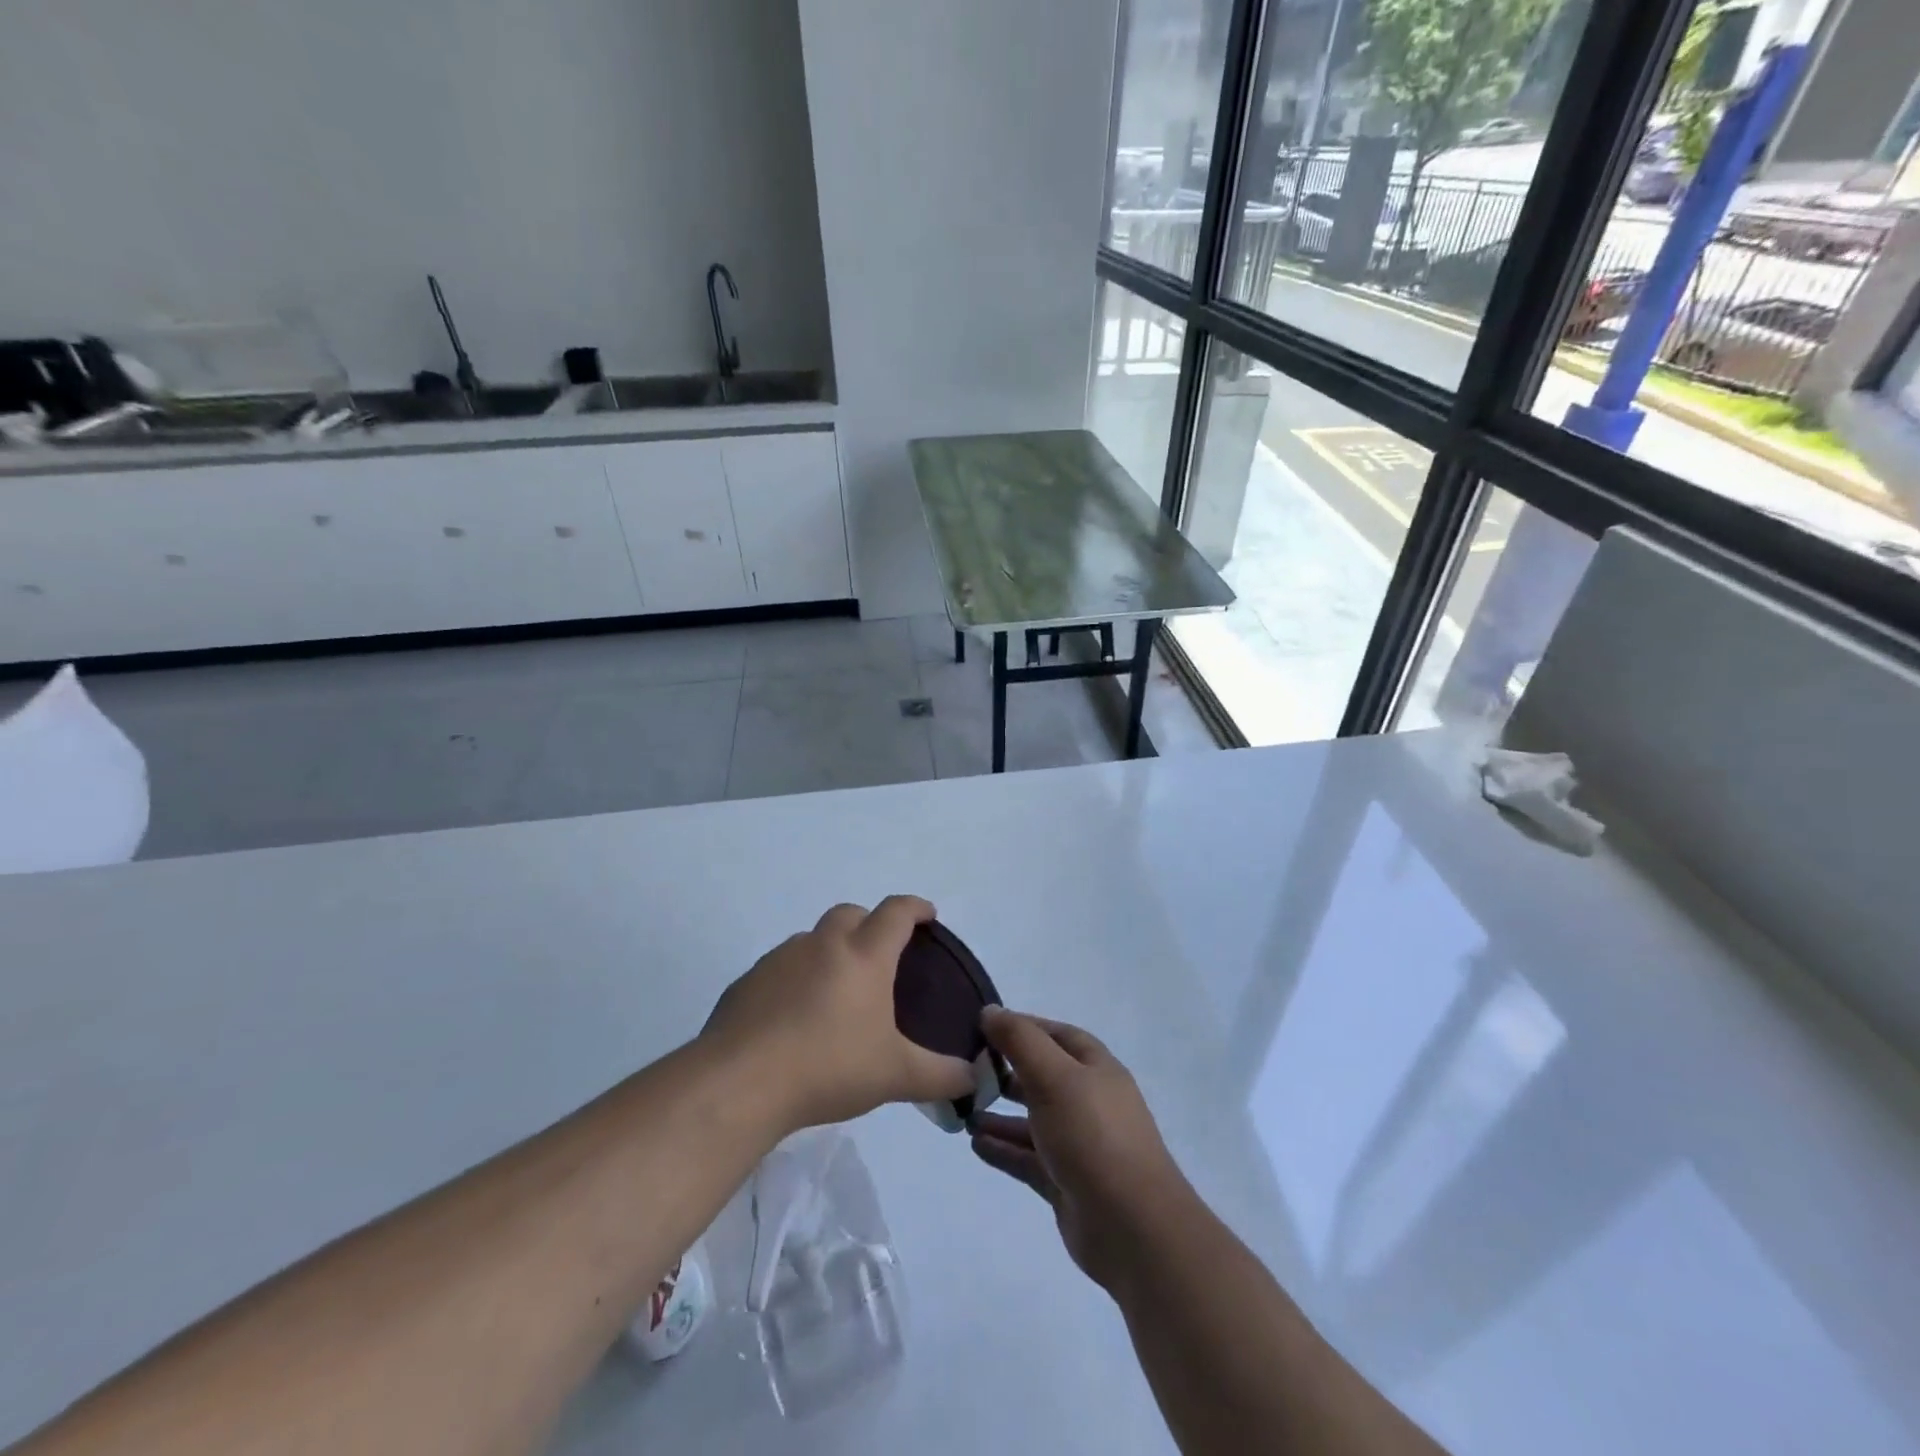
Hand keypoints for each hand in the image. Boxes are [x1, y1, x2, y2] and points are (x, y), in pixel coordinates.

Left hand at [702, 896, 974, 1133]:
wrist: (742, 1082)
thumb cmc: (830, 1067)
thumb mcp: (895, 1076)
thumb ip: (940, 1075)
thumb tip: (972, 1079)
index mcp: (864, 956)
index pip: (896, 913)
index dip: (916, 908)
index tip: (928, 914)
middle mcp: (823, 945)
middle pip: (850, 913)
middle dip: (869, 922)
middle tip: (880, 954)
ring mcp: (781, 959)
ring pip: (812, 938)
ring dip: (829, 950)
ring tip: (836, 991)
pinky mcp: (748, 981)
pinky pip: (780, 967)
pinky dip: (795, 978)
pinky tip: (794, 1016)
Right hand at [969, 1009, 1191, 1293]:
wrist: (1132, 1227)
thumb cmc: (1093, 1136)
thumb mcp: (1054, 1076)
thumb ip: (1020, 1041)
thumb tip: (991, 1011)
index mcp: (1095, 1068)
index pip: (1056, 1035)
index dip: (1023, 1027)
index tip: (982, 1026)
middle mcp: (1088, 1101)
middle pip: (1043, 1076)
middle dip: (1007, 1071)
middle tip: (967, 1069)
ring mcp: (1078, 1144)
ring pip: (1033, 1120)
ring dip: (1000, 1113)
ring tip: (963, 1109)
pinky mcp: (1066, 1182)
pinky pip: (1028, 1157)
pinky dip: (1004, 1148)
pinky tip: (975, 1143)